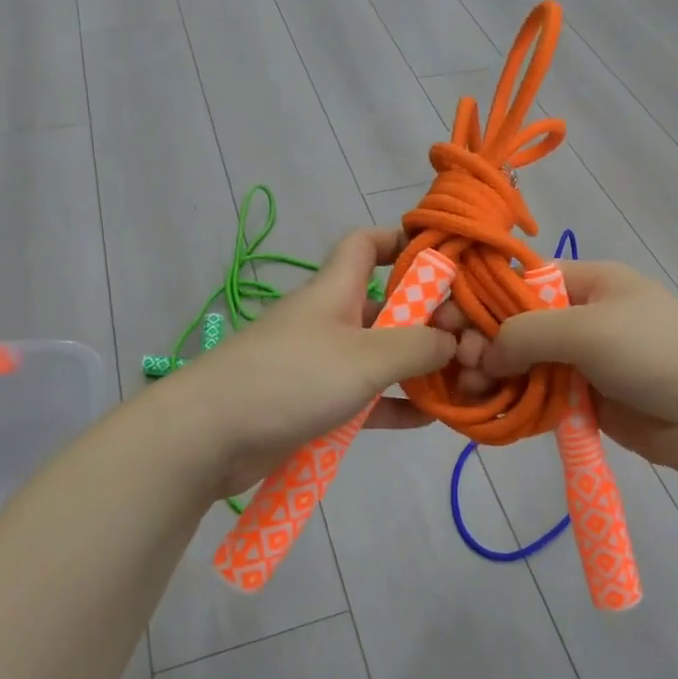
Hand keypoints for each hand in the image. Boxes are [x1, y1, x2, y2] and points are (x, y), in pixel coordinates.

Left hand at [167, 229, 457, 499]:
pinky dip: (395, 404)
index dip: (401, 241)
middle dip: (428, 318)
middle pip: (386, 305)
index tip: (443, 260)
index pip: (365, 244)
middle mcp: (330, 320)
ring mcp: (322, 364)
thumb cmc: (290, 378)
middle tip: (469, 342)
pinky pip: (367, 398)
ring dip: (418, 366)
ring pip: (381, 356)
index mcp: (335, 290)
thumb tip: (453, 341)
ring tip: (462, 381)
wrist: (209, 436)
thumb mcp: (364, 357)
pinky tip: (430, 418)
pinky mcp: (316, 405)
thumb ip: (417, 346)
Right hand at [451, 261, 677, 481]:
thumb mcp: (589, 328)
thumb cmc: (658, 352)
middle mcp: (581, 316)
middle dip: (485, 343)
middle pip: (517, 325)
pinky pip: (540, 395)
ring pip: (524, 363)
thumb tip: (482, 354)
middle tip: (461, 367)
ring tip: (471, 392)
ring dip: (495, 375)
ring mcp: (584, 360)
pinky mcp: (587, 399)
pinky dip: (515, 401)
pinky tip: (490, 410)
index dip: (481, 301)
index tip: (447, 325)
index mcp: (587, 282)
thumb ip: (527, 334)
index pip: (520, 282)